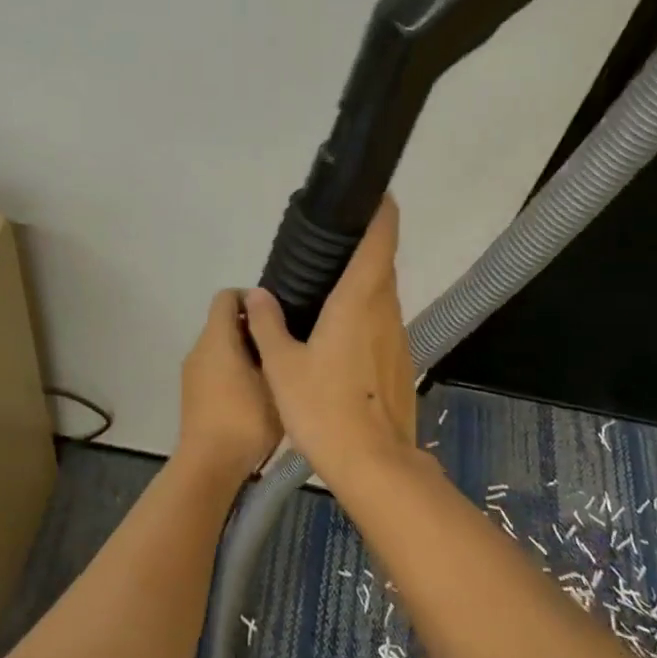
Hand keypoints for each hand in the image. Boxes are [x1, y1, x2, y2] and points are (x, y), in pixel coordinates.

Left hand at [177, 289, 282, 481]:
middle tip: (285, 344)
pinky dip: (236, 370)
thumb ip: (271, 340)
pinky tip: (260, 392)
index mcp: (216, 339)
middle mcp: (199, 350)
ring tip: (278, 370)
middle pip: (225, 322)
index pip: (227, 296)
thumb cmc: (246, 419)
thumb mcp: (272, 379)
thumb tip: (268, 312)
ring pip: (221, 347)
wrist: (210, 466)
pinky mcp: (194, 395)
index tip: (279, 314)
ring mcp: (193, 374)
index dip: (252, 297)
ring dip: (247, 351)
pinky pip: (216, 368)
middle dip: (254, 327)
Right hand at [243, 199, 417, 482]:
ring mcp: (398, 338)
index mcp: (358, 301)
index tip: (375, 195)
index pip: (380, 241)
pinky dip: (368, 315)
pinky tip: (343, 335)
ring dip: (366, 284)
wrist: (372, 462)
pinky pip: (384, 325)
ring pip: (385, 297)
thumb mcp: (282, 366)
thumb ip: (267, 325)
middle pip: (383, 266)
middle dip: (366, 248)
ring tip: (332, 287)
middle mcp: (385, 311)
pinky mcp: (401, 363)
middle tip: (334, 244)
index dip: (382, 213)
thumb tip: (255, 294)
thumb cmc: (322, 408)